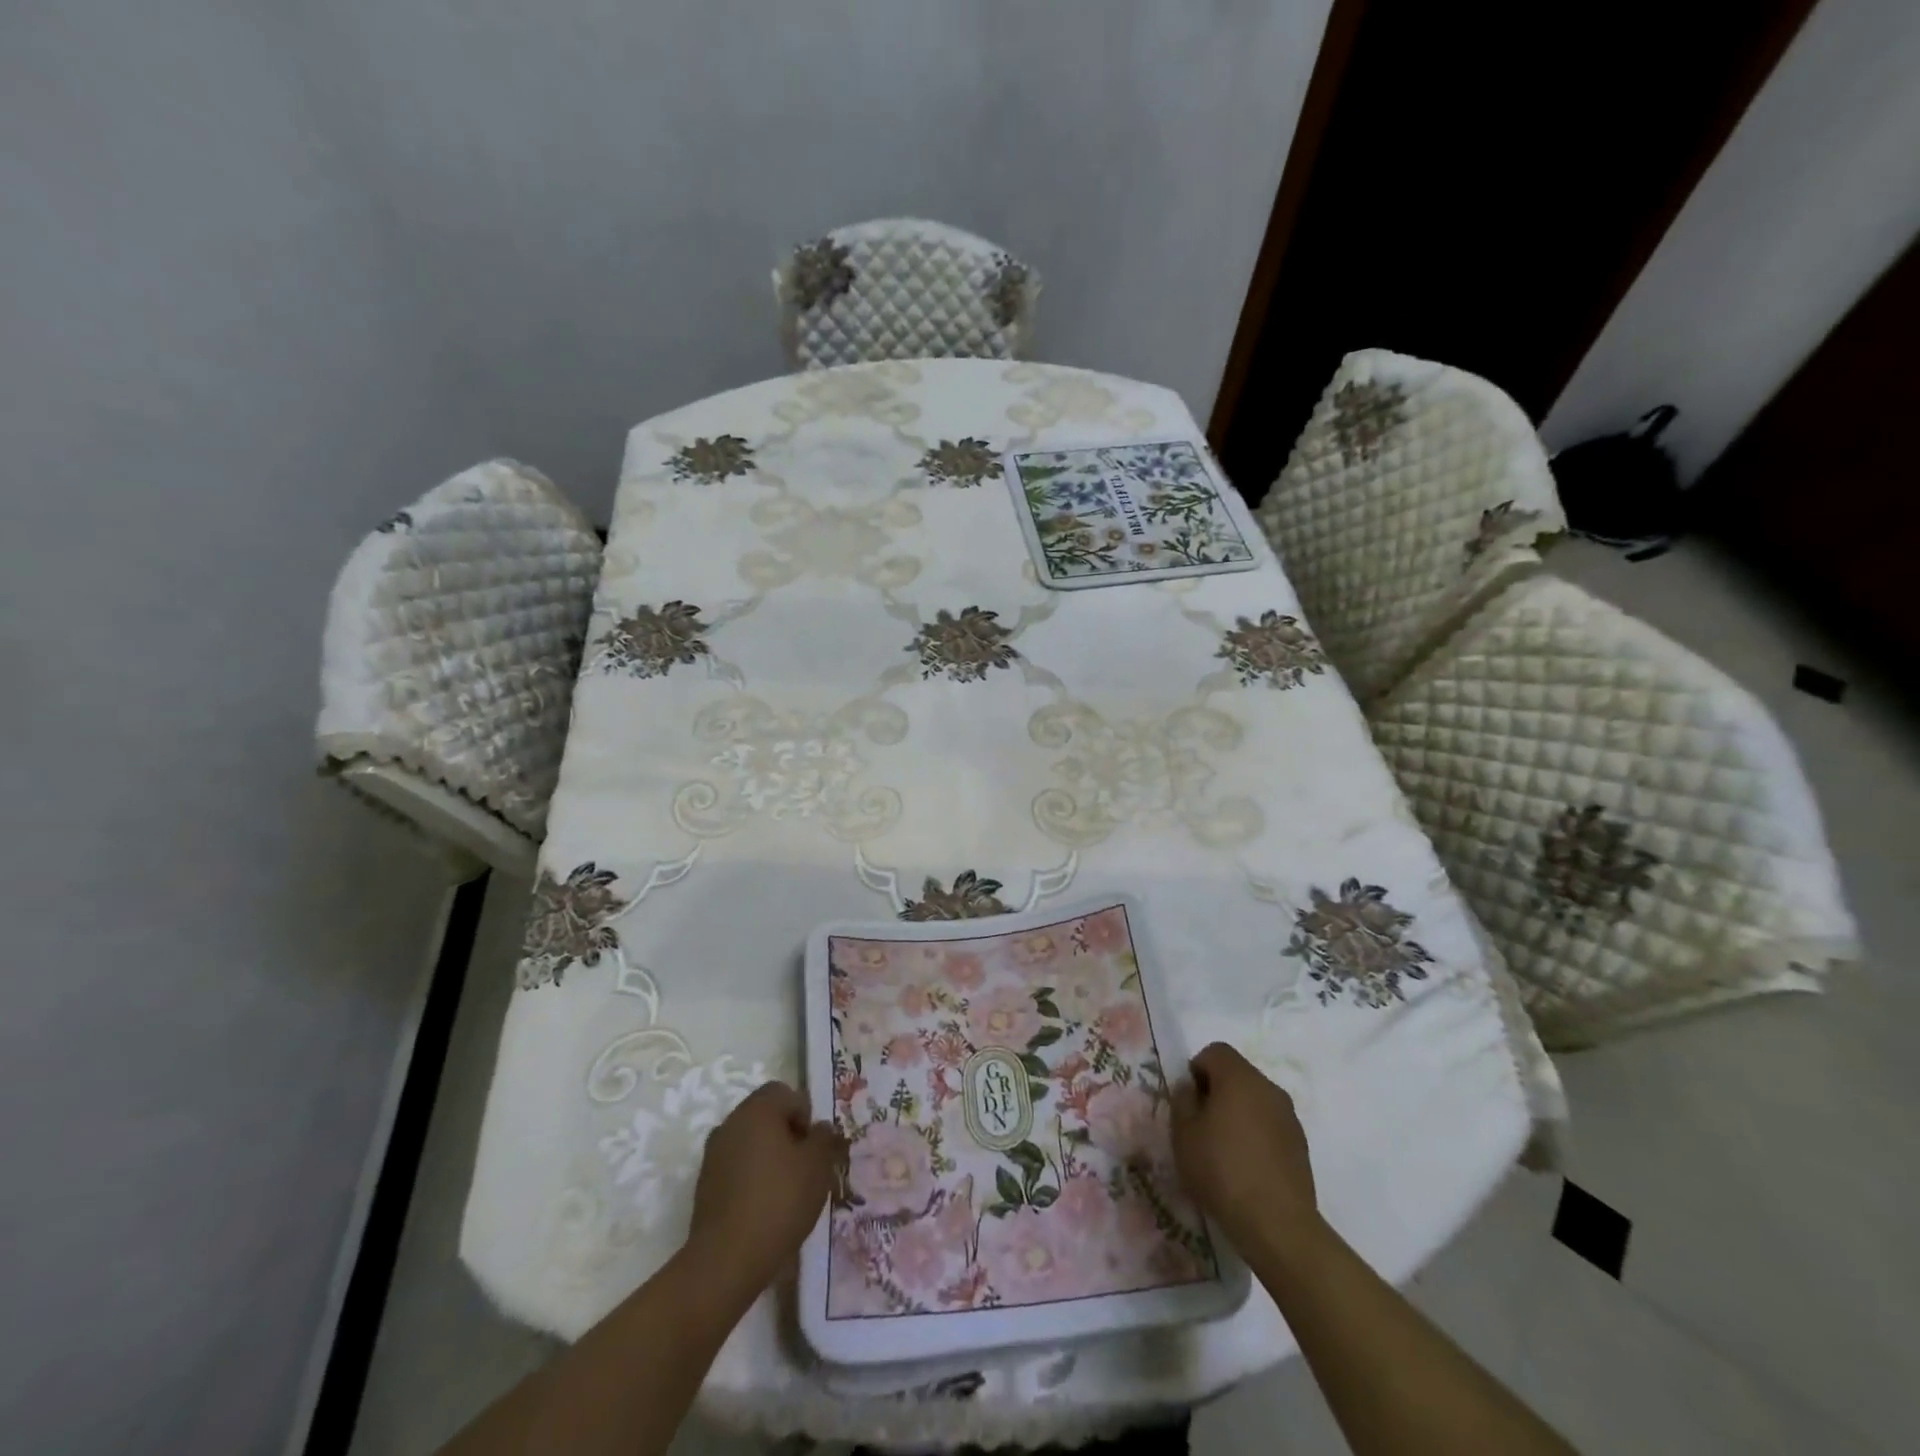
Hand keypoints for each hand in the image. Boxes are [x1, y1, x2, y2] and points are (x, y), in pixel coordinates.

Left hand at [686, 1081, 845, 1302]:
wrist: (726, 1260)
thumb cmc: (779, 1201)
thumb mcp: (818, 1166)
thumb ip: (824, 1138)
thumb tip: (820, 1128)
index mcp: (757, 1110)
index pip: (785, 1092)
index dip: (805, 1114)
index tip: (814, 1147)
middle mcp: (731, 1123)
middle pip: (766, 1116)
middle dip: (788, 1135)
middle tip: (805, 1167)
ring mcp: (713, 1154)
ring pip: (750, 1142)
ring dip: (770, 1156)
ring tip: (788, 1190)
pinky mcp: (705, 1184)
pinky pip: (736, 1167)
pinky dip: (752, 1177)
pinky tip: (765, 1207)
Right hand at [1171, 1043, 1319, 1254]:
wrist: (1278, 1225)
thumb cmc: (1222, 1170)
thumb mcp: (1184, 1133)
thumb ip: (1183, 1100)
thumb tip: (1191, 1088)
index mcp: (1240, 1077)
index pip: (1215, 1051)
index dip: (1197, 1069)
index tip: (1189, 1101)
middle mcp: (1269, 1088)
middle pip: (1237, 1074)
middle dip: (1217, 1091)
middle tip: (1201, 1125)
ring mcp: (1289, 1117)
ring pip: (1255, 1100)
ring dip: (1238, 1113)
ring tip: (1223, 1150)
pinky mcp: (1301, 1145)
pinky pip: (1270, 1125)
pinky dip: (1256, 1134)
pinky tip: (1246, 1167)